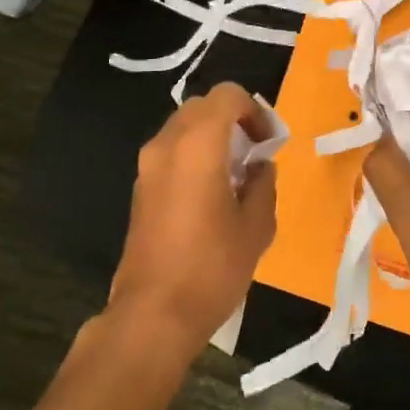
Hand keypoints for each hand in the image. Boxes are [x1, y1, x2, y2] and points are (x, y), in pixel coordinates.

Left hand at [111, 83, 277, 352]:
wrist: (153, 314)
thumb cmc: (212, 267)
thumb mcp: (256, 226)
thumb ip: (263, 184)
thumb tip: (260, 168)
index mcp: (198, 144)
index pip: (227, 95)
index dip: (254, 110)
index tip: (269, 142)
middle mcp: (167, 144)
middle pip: (202, 106)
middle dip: (233, 120)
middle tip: (255, 153)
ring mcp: (148, 165)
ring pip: (184, 127)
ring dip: (212, 137)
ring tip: (235, 175)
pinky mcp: (140, 188)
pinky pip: (171, 152)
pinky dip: (194, 155)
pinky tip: (211, 194)